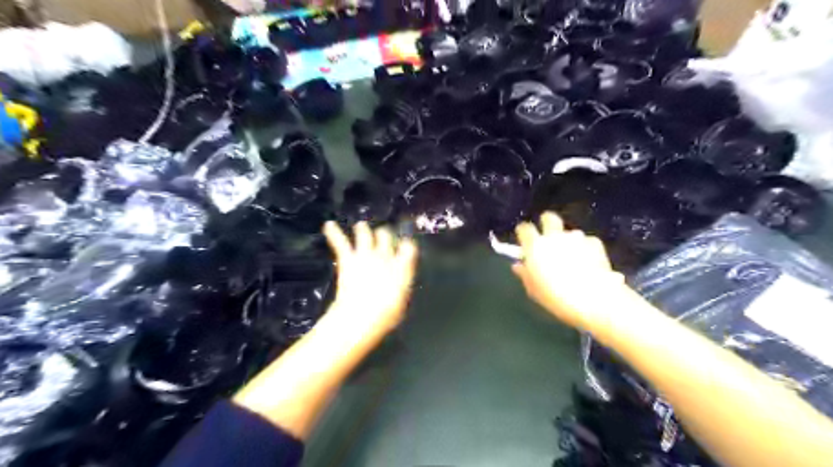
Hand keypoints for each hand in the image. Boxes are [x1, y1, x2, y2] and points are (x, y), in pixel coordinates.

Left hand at [324, 221, 420, 346]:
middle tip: (381, 235)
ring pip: (365, 233)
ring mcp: (365, 254)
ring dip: (363, 229)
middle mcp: (385, 255)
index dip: (406, 244)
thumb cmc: (385, 315)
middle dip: (383, 235)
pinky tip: (328, 225)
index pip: (408, 247)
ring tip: (361, 226)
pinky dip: (334, 232)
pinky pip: (340, 241)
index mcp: (402, 267)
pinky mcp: (348, 258)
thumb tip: (398, 285)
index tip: (405, 244)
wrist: (362, 314)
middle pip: (385, 236)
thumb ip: (400, 287)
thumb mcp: (400, 303)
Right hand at [514, 211, 623, 331]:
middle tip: (548, 238)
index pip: (524, 228)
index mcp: (535, 246)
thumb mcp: (533, 289)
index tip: (525, 240)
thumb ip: (525, 273)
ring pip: (569, 233)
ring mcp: (576, 238)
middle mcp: (554, 236)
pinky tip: (589, 264)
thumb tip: (519, 265)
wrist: (593, 300)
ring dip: (568, 241)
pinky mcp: (595, 243)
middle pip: (549, 218)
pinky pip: (587, 242)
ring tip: (573, 259)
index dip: (524, 233)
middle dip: (547, 223)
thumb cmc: (556, 297)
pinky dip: (586, 249)